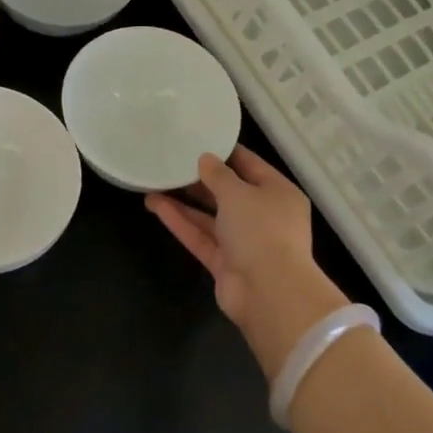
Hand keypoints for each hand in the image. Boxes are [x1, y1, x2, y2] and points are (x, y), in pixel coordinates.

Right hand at [146, 146, 349, 379]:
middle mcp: (264, 216)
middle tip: (171, 162)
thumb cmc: (262, 230)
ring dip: (184, 202)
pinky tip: (155, 205)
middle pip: (228, 192)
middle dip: (200, 180)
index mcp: (279, 193)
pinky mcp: (225, 263)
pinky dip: (181, 222)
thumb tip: (205, 159)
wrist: (269, 292)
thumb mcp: (239, 193)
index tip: (199, 140)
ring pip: (210, 217)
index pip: (251, 166)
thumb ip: (219, 175)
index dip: (225, 153)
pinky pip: (201, 237)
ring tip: (154, 183)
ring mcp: (244, 242)